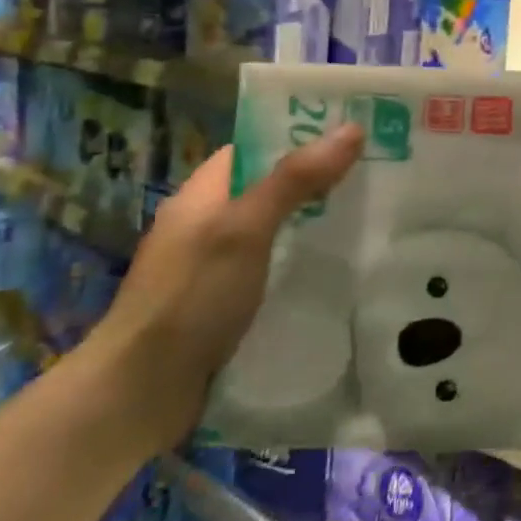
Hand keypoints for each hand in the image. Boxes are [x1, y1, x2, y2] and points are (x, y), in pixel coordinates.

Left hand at [86, 125, 363, 449]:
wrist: (141, 393)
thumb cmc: (191, 297)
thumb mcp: (246, 229)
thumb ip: (296, 179)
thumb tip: (351, 127)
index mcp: (203, 195)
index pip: (254, 148)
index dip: (300, 136)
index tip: (355, 134)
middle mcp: (208, 225)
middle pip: (270, 189)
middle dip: (320, 181)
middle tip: (380, 175)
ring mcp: (215, 268)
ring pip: (277, 231)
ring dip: (316, 224)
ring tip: (376, 218)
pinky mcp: (227, 304)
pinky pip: (275, 268)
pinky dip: (305, 262)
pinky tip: (342, 270)